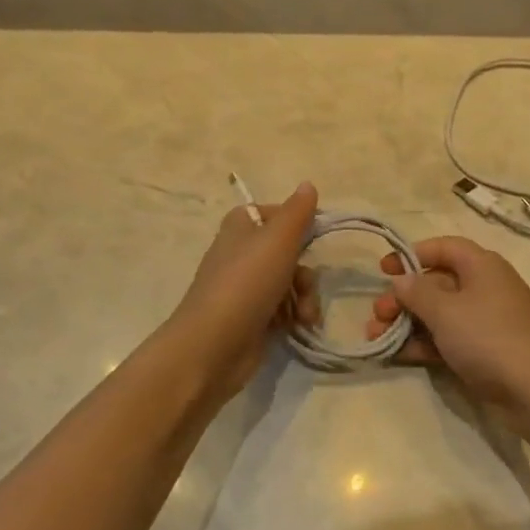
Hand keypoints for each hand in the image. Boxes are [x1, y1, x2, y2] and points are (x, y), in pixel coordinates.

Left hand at [168, 182, 321, 397]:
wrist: (214, 345)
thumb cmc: (246, 283)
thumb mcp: (278, 240)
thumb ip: (297, 212)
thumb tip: (308, 184)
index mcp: (241, 227)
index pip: (277, 214)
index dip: (299, 225)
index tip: (316, 236)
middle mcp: (242, 253)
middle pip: (289, 252)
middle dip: (306, 271)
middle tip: (306, 285)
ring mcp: (246, 288)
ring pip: (290, 283)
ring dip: (305, 297)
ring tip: (305, 315)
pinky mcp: (252, 317)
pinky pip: (284, 309)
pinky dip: (295, 315)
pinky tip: (300, 326)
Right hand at [366, 236, 529, 409]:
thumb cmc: (488, 337)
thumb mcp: (445, 310)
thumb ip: (417, 292)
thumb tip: (401, 279)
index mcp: (482, 266)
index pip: (444, 248)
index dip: (412, 255)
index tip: (383, 270)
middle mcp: (484, 287)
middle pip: (436, 283)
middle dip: (403, 297)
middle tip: (377, 315)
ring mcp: (485, 321)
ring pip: (439, 314)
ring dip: (407, 323)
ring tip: (376, 338)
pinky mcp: (483, 350)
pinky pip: (447, 338)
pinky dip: (424, 343)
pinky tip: (398, 354)